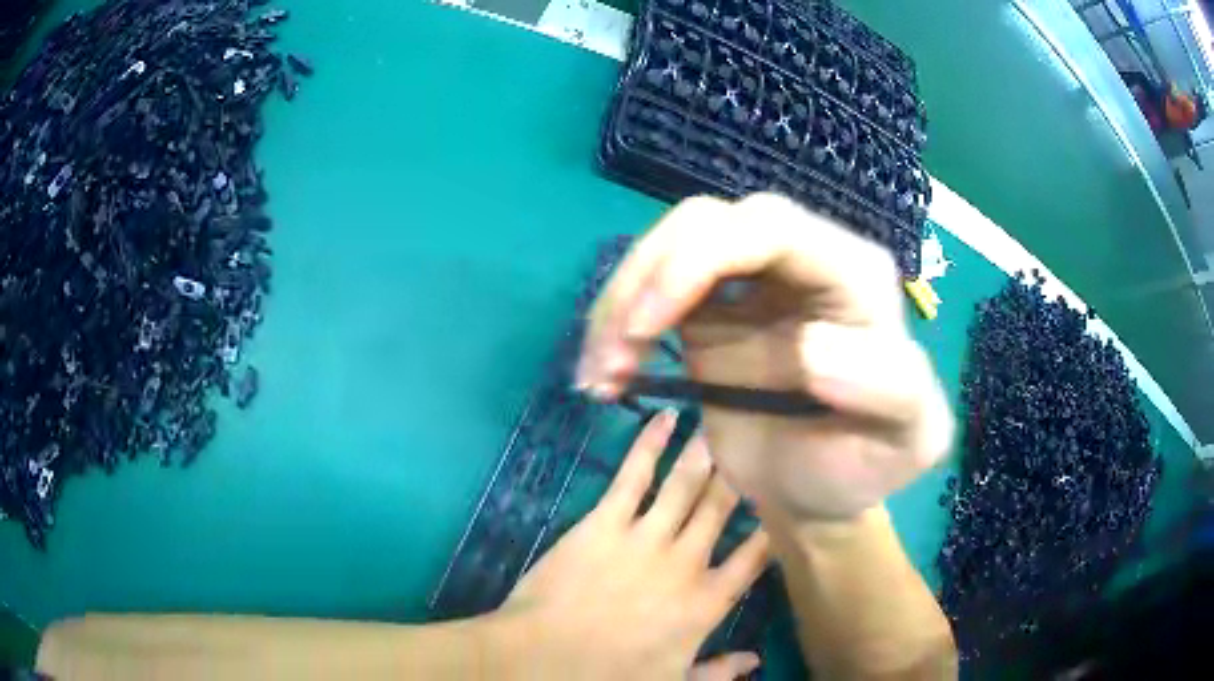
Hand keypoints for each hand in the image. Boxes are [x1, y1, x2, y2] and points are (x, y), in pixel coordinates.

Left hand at [496, 411, 769, 679]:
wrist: (542, 658)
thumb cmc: (608, 675)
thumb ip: (719, 673)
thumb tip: (756, 659)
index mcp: (707, 602)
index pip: (755, 555)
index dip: (773, 524)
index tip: (785, 497)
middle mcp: (686, 561)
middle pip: (724, 508)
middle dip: (744, 472)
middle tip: (759, 440)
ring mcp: (645, 537)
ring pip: (687, 484)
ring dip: (707, 451)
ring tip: (724, 421)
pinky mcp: (604, 522)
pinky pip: (633, 475)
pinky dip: (651, 443)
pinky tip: (666, 417)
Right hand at [576, 194, 952, 520]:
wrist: (817, 492)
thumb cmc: (863, 466)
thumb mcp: (909, 441)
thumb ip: (891, 388)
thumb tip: (811, 348)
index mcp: (854, 274)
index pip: (771, 229)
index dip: (700, 260)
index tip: (647, 325)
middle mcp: (801, 260)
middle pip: (708, 222)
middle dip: (648, 277)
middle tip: (614, 353)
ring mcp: (750, 280)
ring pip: (670, 246)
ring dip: (620, 301)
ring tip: (601, 372)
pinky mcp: (709, 309)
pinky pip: (652, 288)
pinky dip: (616, 323)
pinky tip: (605, 371)